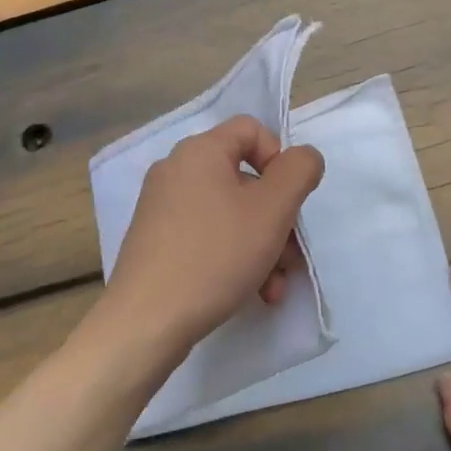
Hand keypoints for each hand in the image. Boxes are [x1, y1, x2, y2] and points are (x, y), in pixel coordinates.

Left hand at [101, 116, 324, 357]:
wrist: (147, 321)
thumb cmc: (215, 256)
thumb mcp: (272, 210)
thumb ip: (299, 171)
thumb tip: (303, 158)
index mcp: (200, 151)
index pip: (252, 130)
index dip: (280, 159)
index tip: (289, 201)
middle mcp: (176, 171)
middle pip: (245, 179)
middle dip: (277, 219)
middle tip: (290, 257)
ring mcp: (162, 208)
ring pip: (230, 214)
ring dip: (262, 246)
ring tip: (273, 287)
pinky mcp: (157, 241)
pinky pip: (207, 236)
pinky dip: (234, 258)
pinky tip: (252, 294)